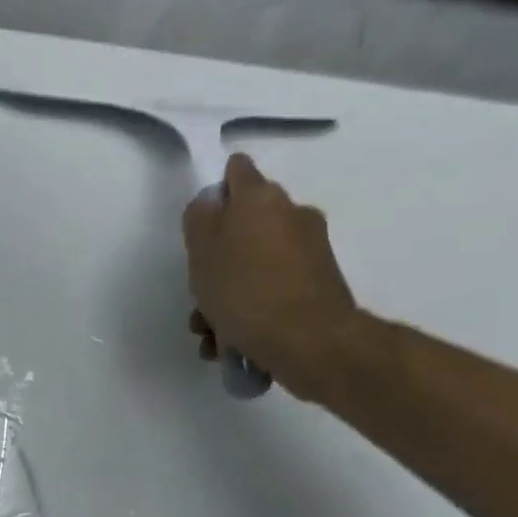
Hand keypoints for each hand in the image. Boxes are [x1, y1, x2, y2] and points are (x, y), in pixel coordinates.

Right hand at [182, 153, 360, 400]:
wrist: (309, 341)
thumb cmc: (244, 290)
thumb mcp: (201, 250)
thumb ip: (200, 217)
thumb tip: (211, 204)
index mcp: (261, 198)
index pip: (236, 171)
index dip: (216, 190)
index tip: (201, 222)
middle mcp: (292, 214)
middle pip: (244, 226)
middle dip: (217, 258)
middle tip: (198, 293)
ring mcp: (310, 251)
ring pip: (255, 264)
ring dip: (229, 294)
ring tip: (211, 334)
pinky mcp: (319, 286)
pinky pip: (274, 290)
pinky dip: (252, 311)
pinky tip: (232, 345)